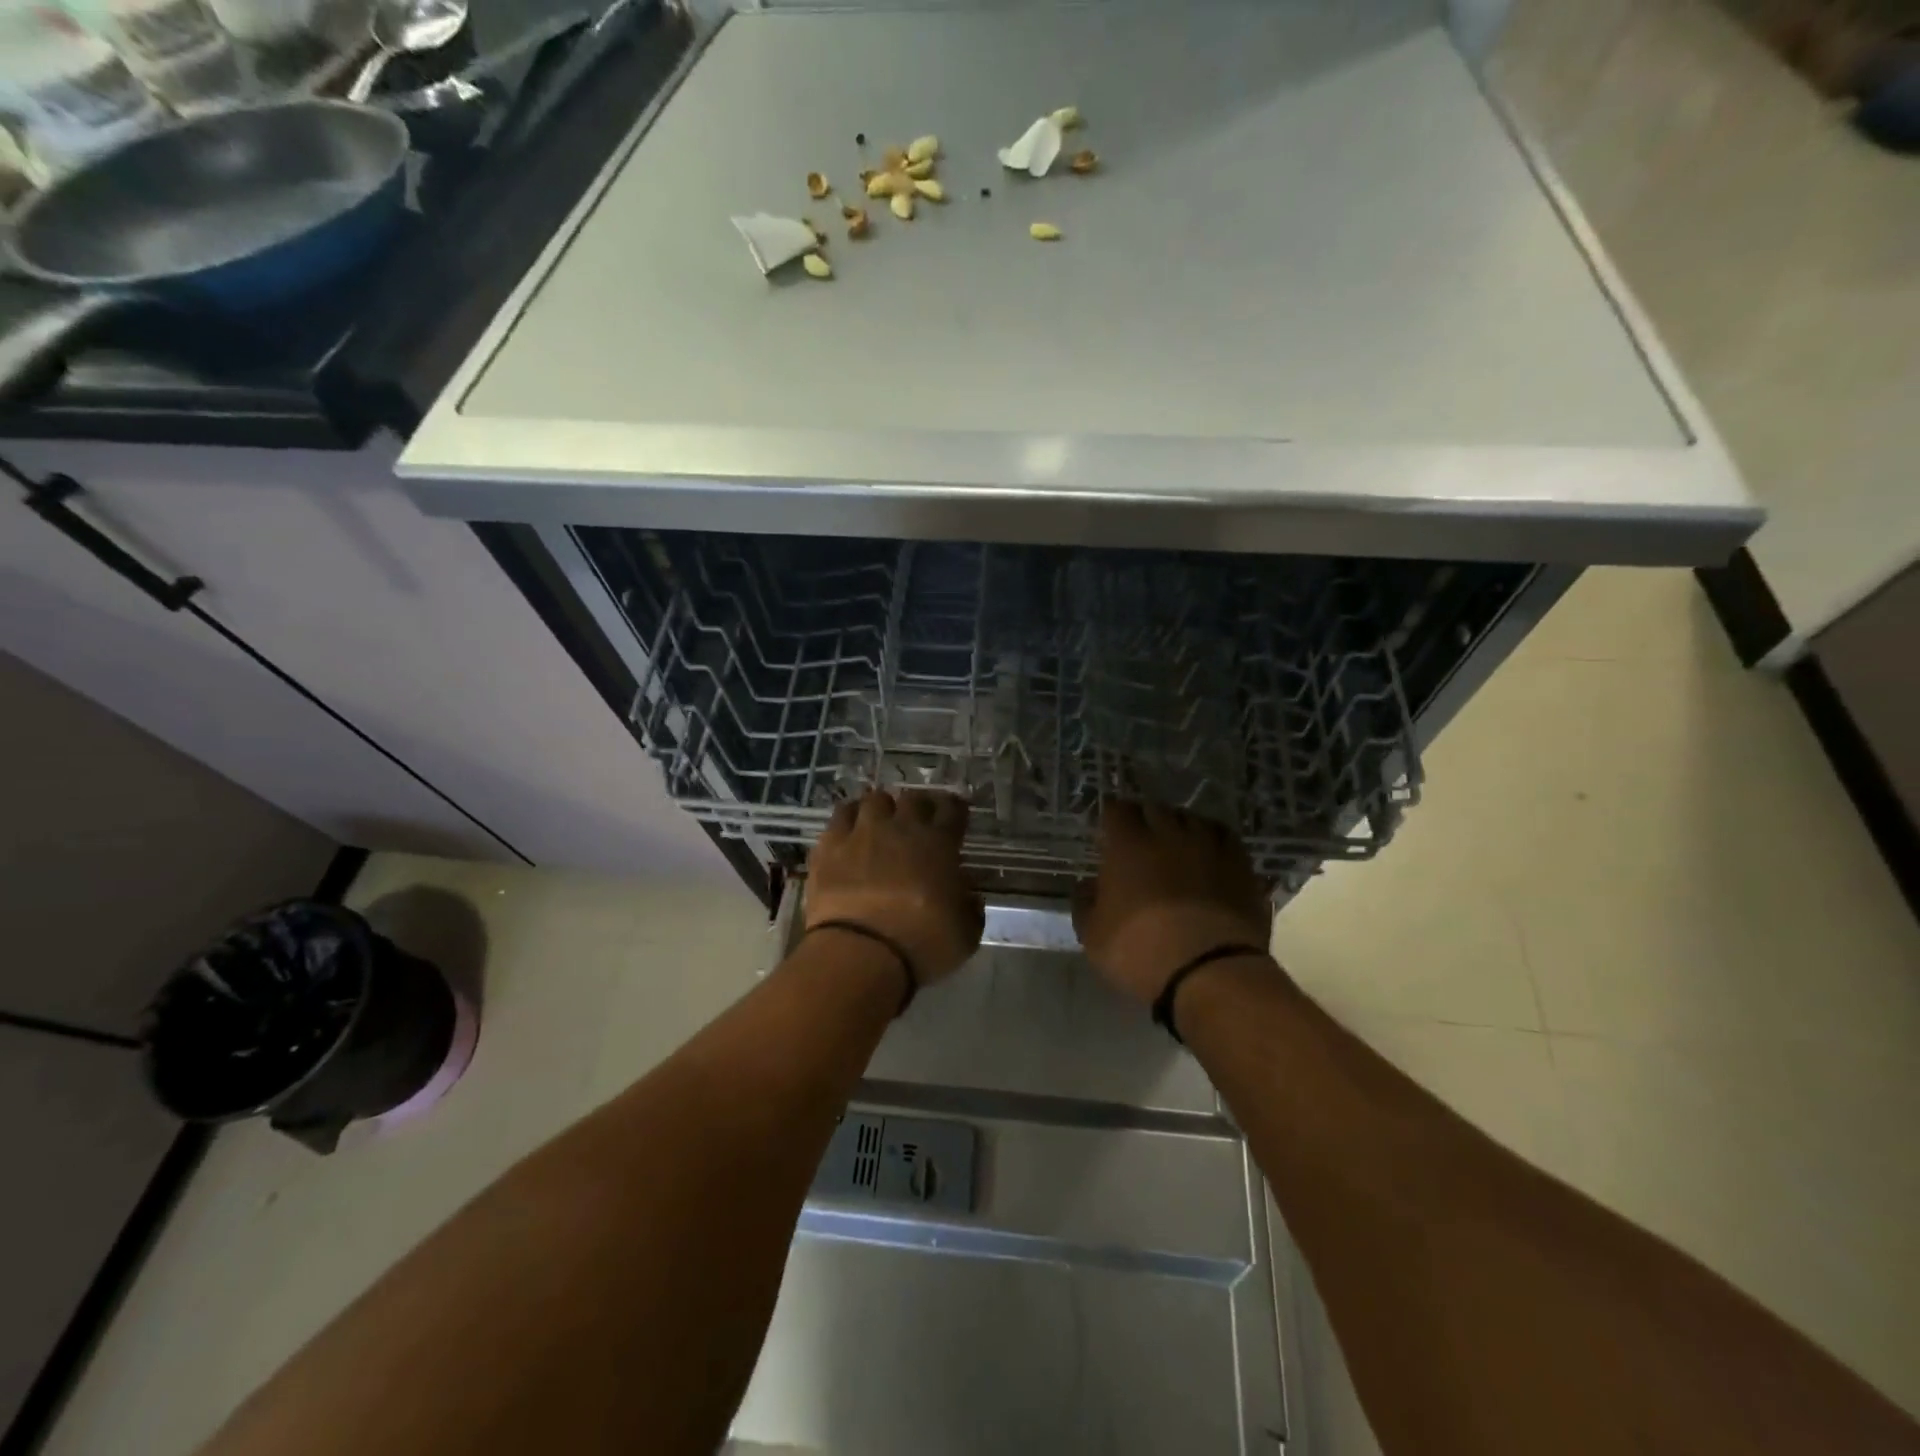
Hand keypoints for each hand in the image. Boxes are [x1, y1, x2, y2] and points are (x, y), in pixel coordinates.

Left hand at [806, 790, 982, 986]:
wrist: (860, 953)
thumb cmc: (921, 945)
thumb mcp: (965, 935)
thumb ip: (971, 909)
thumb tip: (970, 897)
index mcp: (939, 844)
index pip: (952, 809)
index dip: (954, 808)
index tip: (954, 813)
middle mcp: (902, 828)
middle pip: (913, 798)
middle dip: (918, 806)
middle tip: (917, 821)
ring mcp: (863, 832)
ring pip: (874, 799)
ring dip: (882, 808)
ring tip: (880, 821)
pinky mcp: (830, 845)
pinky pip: (841, 815)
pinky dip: (849, 818)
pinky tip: (849, 829)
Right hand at [1072, 800, 1272, 1005]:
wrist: (1211, 973)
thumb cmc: (1141, 953)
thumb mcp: (1094, 936)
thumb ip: (1085, 904)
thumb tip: (1086, 886)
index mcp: (1128, 846)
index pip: (1117, 810)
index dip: (1112, 816)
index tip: (1108, 828)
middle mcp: (1169, 834)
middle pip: (1155, 808)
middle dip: (1145, 818)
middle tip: (1140, 837)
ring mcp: (1209, 846)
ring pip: (1192, 819)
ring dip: (1180, 826)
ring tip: (1177, 842)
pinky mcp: (1241, 865)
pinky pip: (1225, 837)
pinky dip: (1213, 839)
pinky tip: (1210, 853)